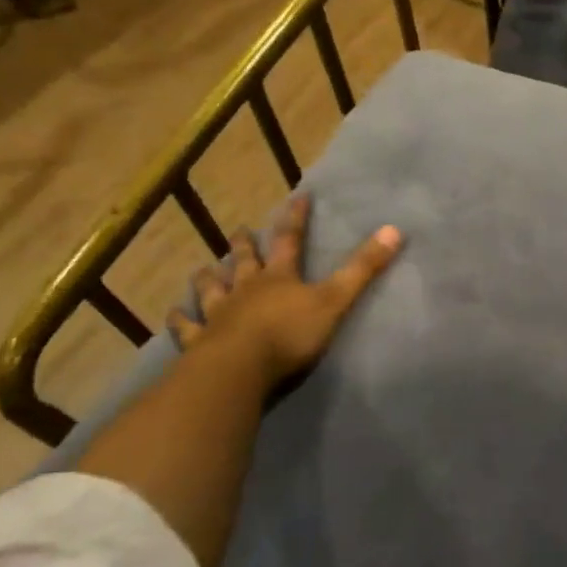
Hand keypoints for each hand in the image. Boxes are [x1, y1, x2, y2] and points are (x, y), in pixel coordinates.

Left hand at [169, 193, 401, 388]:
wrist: (238, 369)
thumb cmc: (289, 334)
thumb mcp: (335, 300)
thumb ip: (363, 269)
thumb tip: (394, 229)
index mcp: (279, 277)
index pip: (290, 240)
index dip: (296, 218)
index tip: (298, 196)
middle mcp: (246, 289)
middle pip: (244, 261)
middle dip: (245, 244)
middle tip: (240, 230)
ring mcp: (219, 314)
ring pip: (211, 289)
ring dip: (209, 277)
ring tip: (204, 268)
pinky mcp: (199, 341)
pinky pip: (186, 327)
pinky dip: (179, 319)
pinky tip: (172, 313)